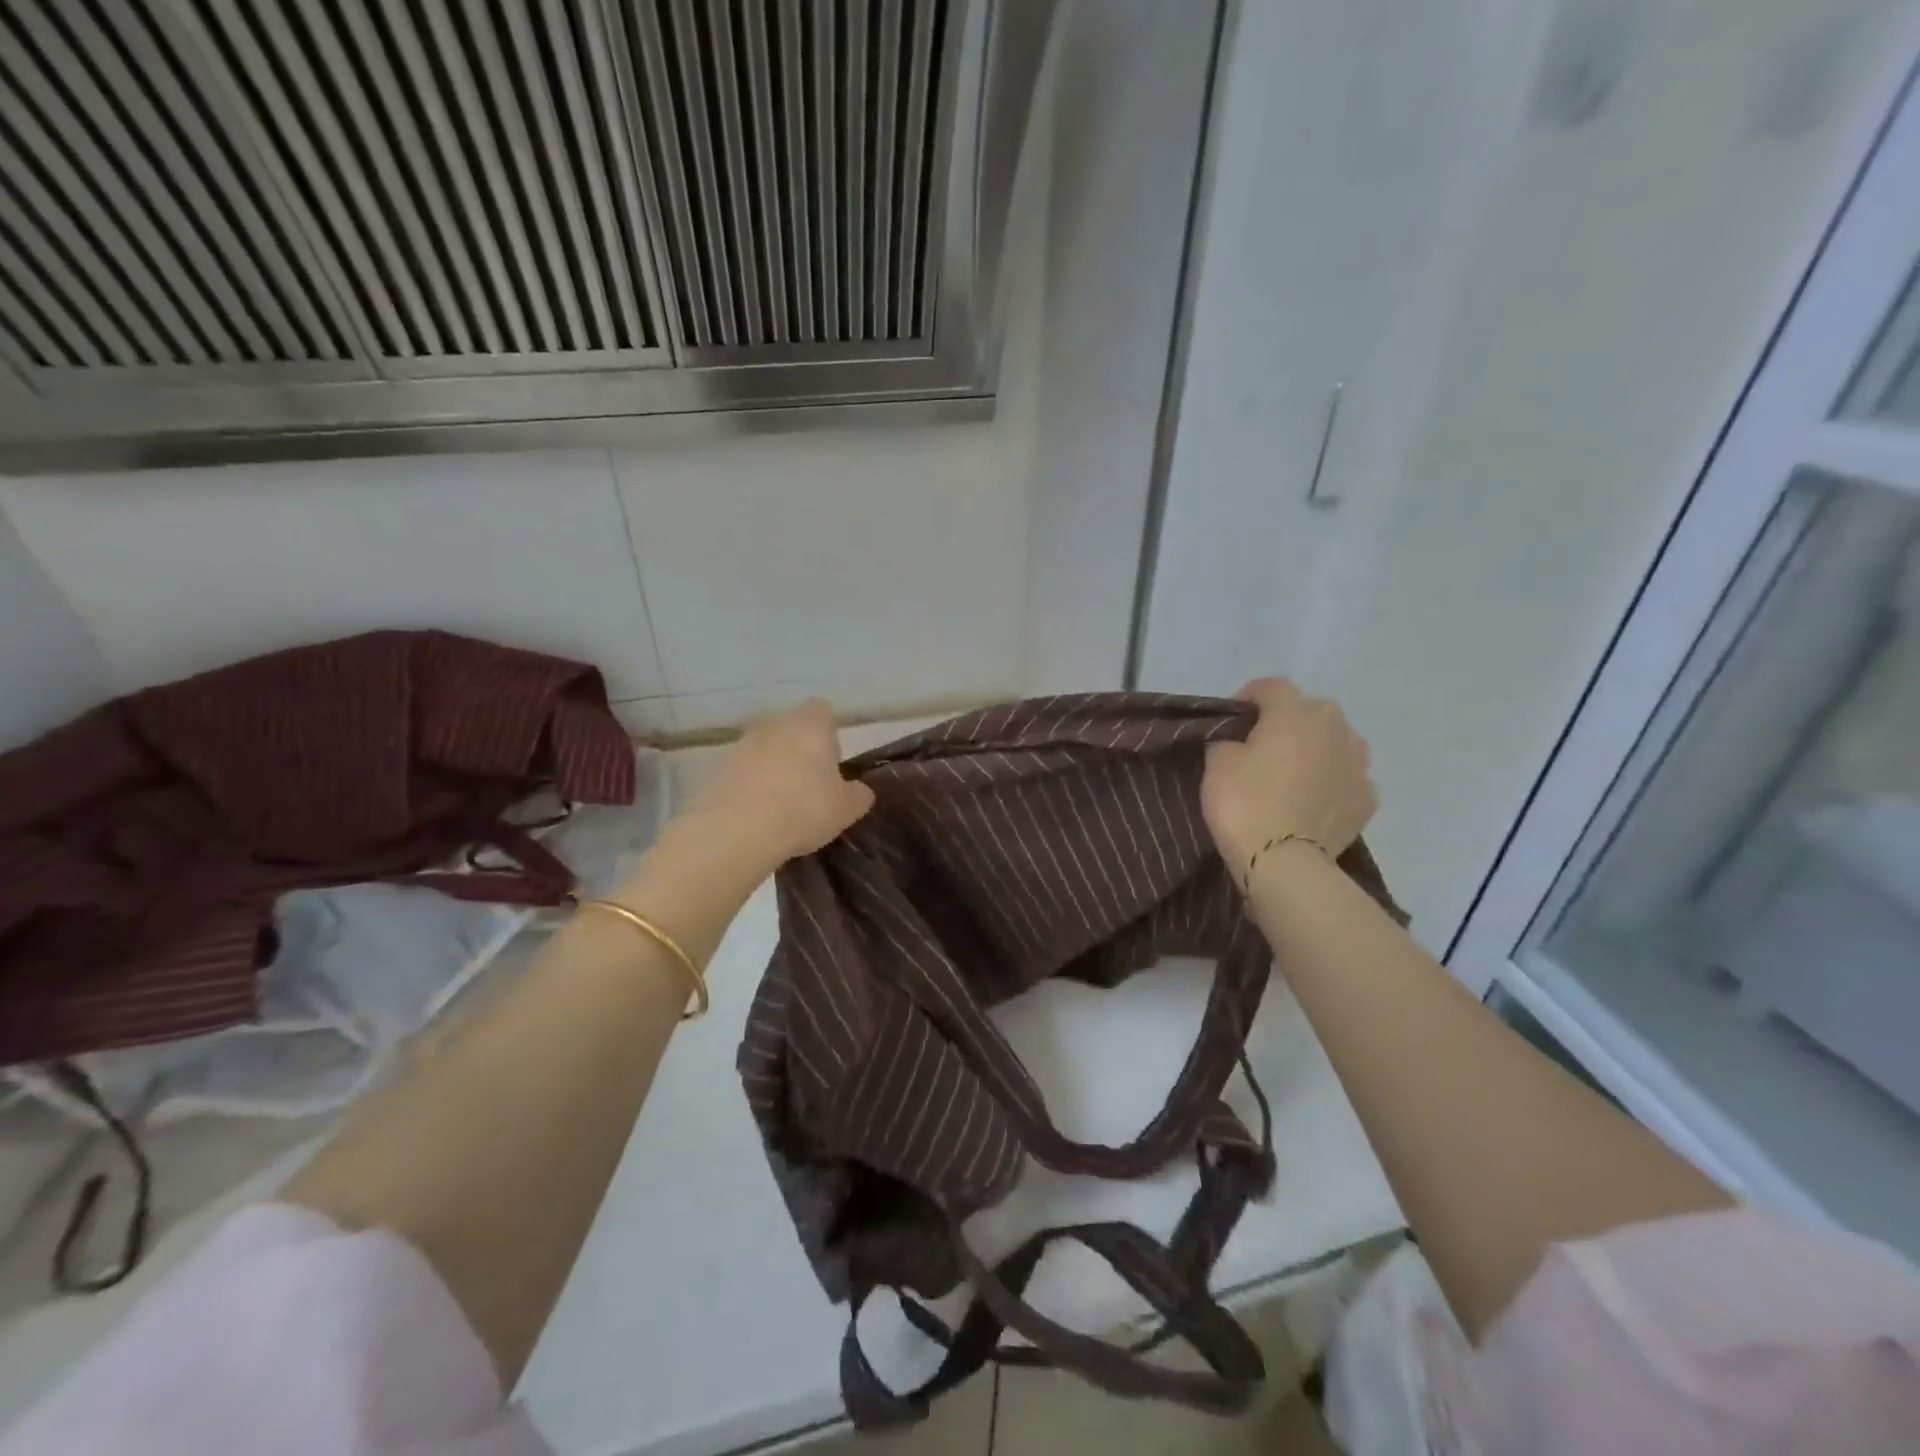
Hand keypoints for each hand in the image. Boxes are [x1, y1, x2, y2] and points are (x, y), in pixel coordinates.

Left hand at [687, 699, 876, 870]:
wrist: (737, 831)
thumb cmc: (804, 809)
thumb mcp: (847, 808)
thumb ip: (858, 794)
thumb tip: (859, 790)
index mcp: (810, 724)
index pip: (824, 711)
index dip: (831, 734)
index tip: (834, 762)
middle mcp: (774, 724)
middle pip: (792, 729)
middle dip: (802, 751)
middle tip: (812, 786)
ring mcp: (742, 745)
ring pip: (766, 750)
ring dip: (775, 769)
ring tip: (784, 804)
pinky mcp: (718, 769)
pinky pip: (745, 773)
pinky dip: (753, 786)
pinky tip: (760, 814)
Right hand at [1202, 678, 1376, 875]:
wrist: (1284, 863)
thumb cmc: (1245, 803)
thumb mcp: (1217, 762)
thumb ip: (1228, 739)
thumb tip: (1239, 741)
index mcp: (1296, 711)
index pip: (1270, 687)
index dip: (1247, 699)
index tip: (1231, 721)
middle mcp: (1336, 727)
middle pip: (1307, 712)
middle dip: (1286, 723)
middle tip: (1261, 750)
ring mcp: (1359, 763)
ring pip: (1333, 743)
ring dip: (1314, 751)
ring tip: (1292, 776)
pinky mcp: (1367, 798)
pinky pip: (1345, 779)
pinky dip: (1330, 784)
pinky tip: (1312, 802)